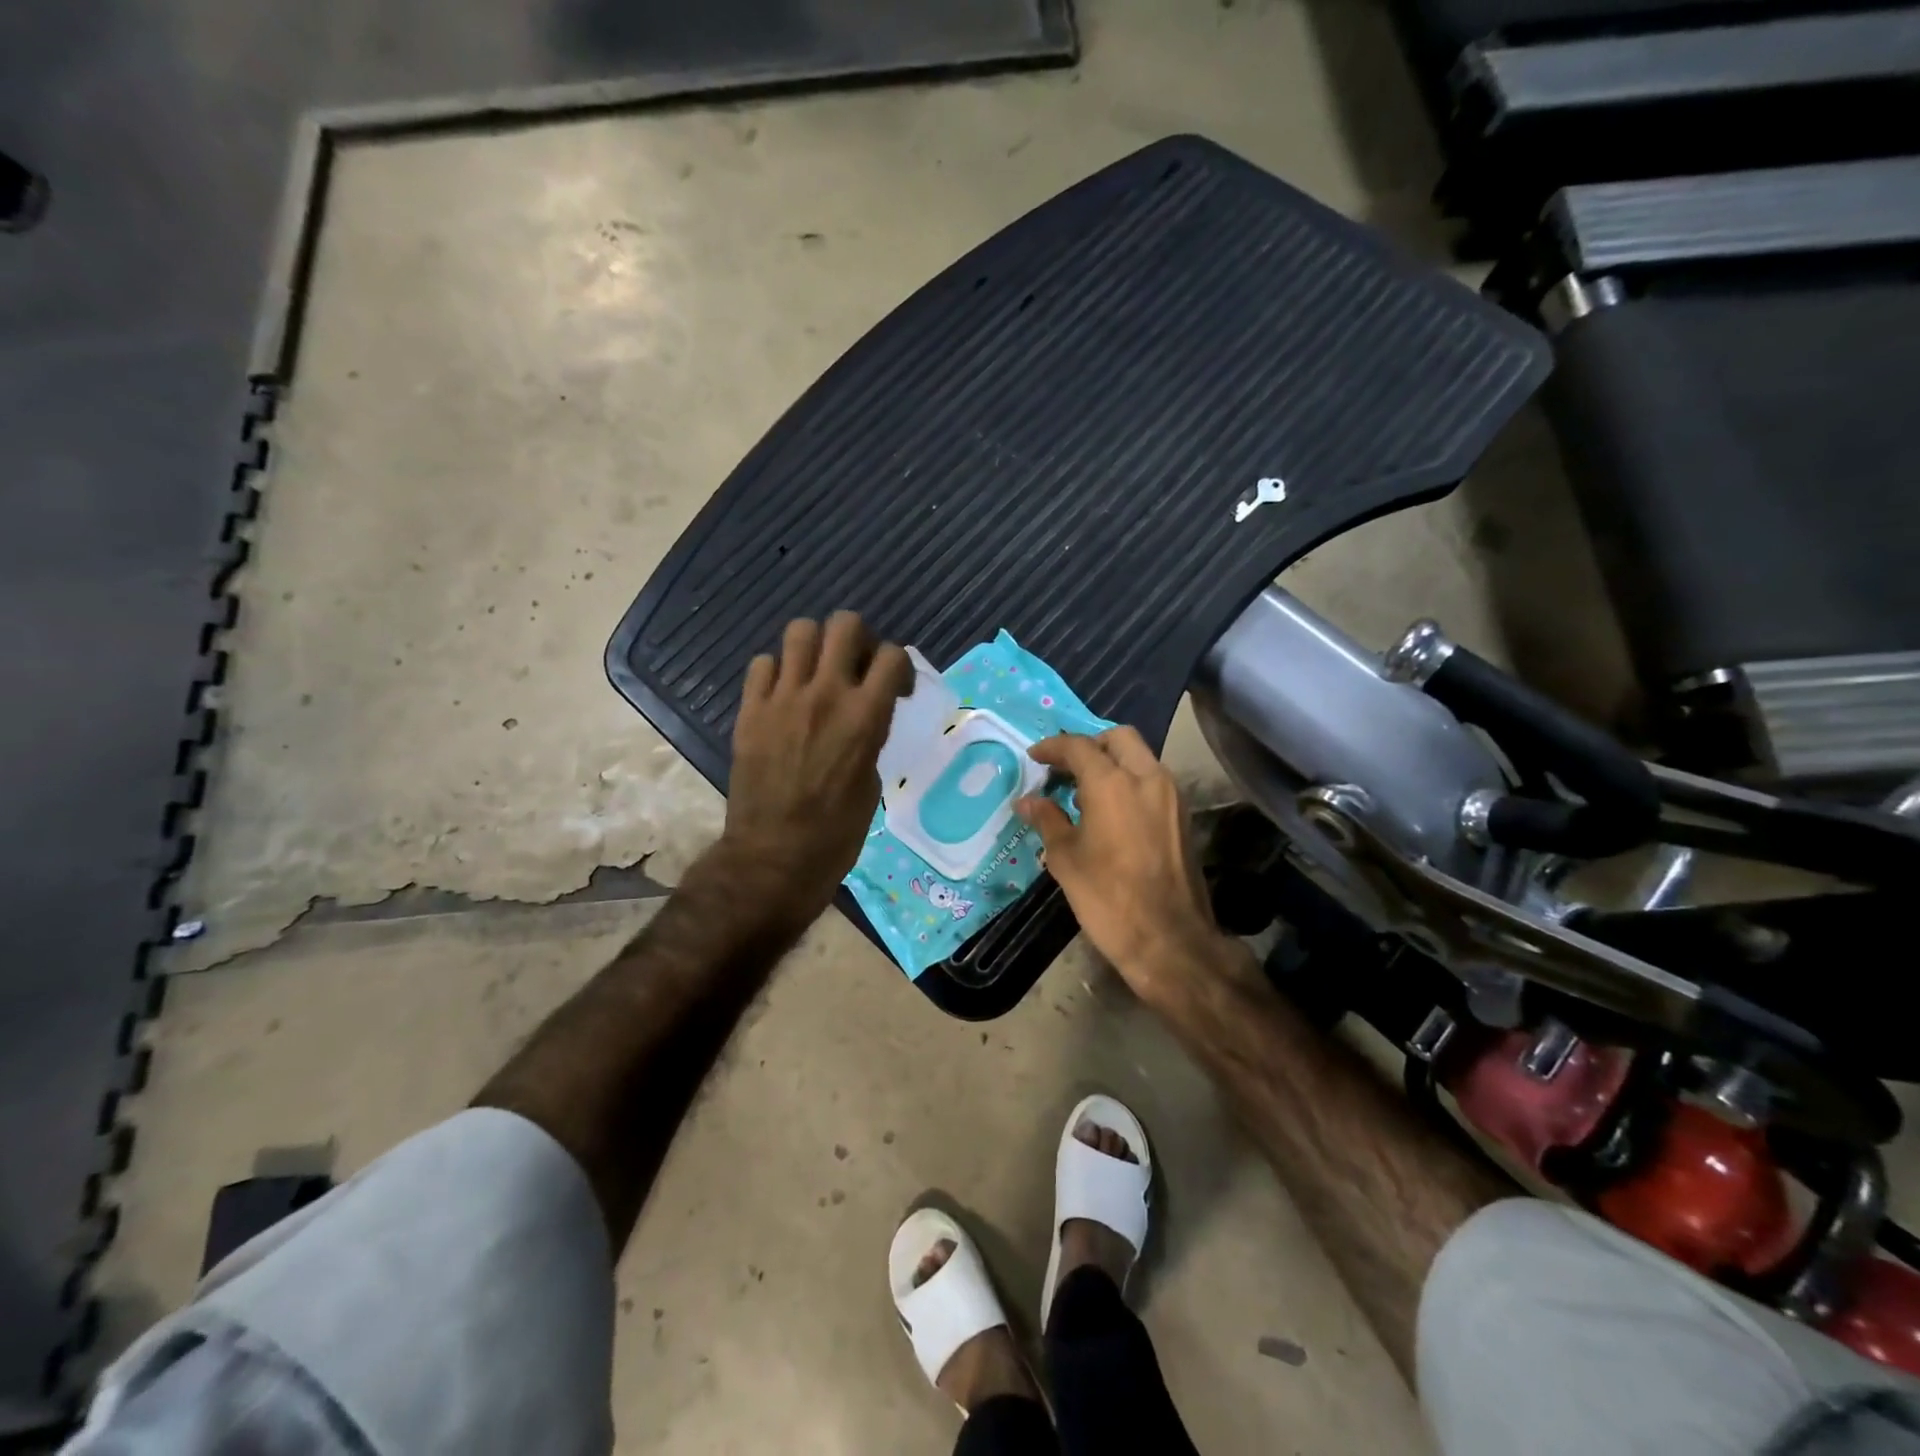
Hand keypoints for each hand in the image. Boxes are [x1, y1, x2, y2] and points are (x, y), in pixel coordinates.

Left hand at [722, 612, 911, 924]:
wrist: (774, 857)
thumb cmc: (836, 832)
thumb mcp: (871, 780)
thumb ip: (869, 736)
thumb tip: (861, 718)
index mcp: (866, 716)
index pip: (893, 655)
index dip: (900, 666)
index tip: (896, 689)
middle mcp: (826, 694)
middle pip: (845, 624)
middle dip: (858, 639)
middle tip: (856, 667)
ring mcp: (783, 699)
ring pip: (800, 631)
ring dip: (815, 646)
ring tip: (816, 672)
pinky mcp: (750, 711)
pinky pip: (762, 664)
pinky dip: (777, 672)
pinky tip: (783, 695)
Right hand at [1015, 728, 1230, 997]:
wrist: (1169, 939)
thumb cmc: (1107, 897)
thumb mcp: (1066, 858)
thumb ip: (1047, 820)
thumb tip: (1027, 800)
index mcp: (1113, 783)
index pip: (1079, 746)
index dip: (1053, 747)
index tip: (1034, 757)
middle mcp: (1147, 778)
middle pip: (1118, 738)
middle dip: (1089, 745)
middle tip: (1064, 767)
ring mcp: (1171, 796)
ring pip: (1140, 758)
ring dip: (1112, 762)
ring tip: (1082, 792)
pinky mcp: (1182, 817)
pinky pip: (1152, 781)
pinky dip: (1129, 781)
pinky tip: (1108, 812)